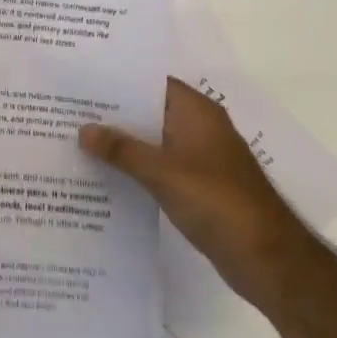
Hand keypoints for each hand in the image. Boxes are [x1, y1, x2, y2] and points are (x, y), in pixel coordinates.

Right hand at [80, 77, 317, 311]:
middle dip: (113, 111)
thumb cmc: (218, 202)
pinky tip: (104, 172)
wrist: (267, 259)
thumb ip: (122, 150)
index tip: (82, 78)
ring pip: (152, 139)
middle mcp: (198, 127)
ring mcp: (199, 157)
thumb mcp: (163, 173)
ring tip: (77, 137)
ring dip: (122, 141)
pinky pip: (158, 165)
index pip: (152, 81)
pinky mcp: (197, 185)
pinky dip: (135, 165)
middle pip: (149, 110)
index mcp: (196, 112)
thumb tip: (83, 129)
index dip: (118, 78)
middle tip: (69, 108)